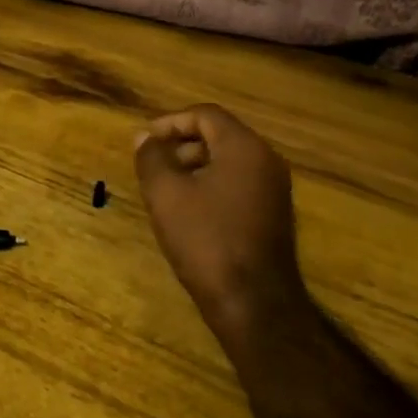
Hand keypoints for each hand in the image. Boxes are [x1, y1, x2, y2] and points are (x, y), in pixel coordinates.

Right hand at [133, 104, 313, 351]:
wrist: (253, 303)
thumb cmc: (206, 240)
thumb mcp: (166, 194)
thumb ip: (152, 158)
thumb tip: (144, 137)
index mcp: (244, 148)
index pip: (205, 114)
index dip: (170, 122)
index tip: (143, 142)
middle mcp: (266, 161)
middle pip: (219, 136)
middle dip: (180, 145)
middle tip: (151, 166)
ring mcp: (274, 190)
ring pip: (228, 162)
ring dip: (193, 167)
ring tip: (164, 191)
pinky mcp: (273, 216)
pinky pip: (238, 185)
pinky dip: (210, 187)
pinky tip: (188, 214)